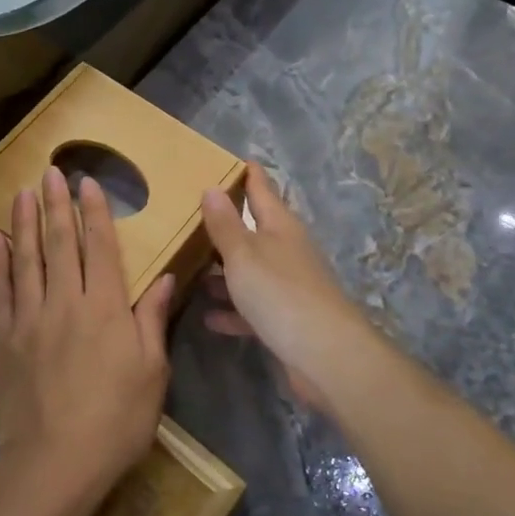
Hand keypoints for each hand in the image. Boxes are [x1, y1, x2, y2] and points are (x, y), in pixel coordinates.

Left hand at [0, 168, 172, 509]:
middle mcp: (66, 302)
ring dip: (25, 222)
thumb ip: (151, 320)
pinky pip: (0, 290)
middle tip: (50, 171)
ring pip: (27, 259)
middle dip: (56, 205)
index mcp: (105, 309)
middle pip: (61, 244)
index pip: (100, 248)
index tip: (87, 183)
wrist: (54, 464)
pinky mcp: (2, 339)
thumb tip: (164, 277)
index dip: (94, 212)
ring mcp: (29, 318)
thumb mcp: (151, 373)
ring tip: (22, 192)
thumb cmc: (115, 421)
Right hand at [200, 166, 401, 418]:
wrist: (325, 356)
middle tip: (188, 216)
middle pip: (253, 230)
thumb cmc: (280, 293)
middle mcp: (286, 250)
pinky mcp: (285, 319)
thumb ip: (225, 224)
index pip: (261, 187)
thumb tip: (212, 187)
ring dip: (223, 271)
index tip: (225, 159)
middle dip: (224, 224)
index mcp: (279, 226)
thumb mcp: (243, 254)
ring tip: (188, 269)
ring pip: (249, 270)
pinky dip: (232, 310)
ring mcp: (287, 285)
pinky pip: (251, 307)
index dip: (245, 173)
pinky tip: (209, 317)